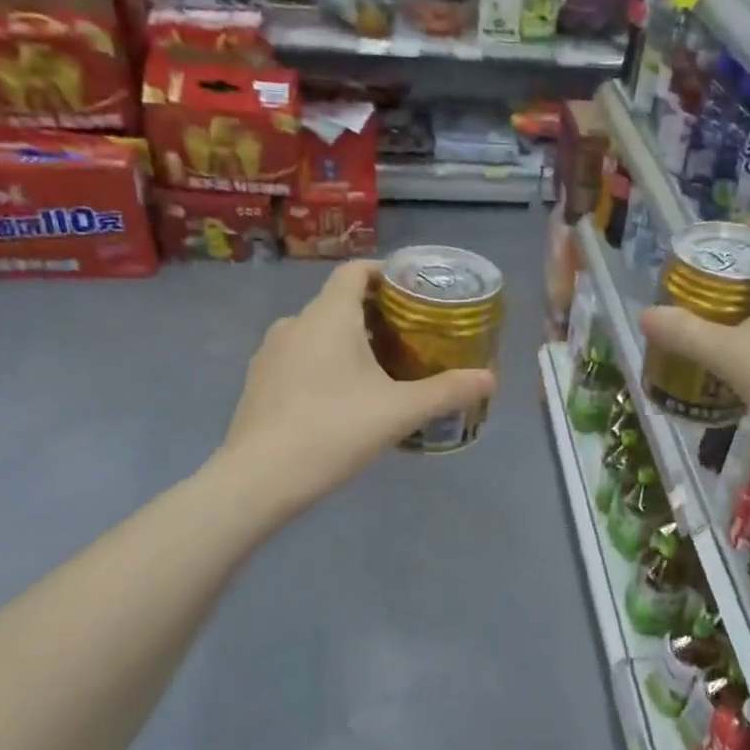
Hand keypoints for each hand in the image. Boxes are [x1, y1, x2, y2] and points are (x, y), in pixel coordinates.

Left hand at [222, 260, 495, 516]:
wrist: (260, 478)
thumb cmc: (334, 430)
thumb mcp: (400, 412)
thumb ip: (447, 392)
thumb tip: (490, 379)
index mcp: (328, 316)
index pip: (356, 271)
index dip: (386, 273)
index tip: (414, 292)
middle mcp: (295, 323)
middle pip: (340, 302)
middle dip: (376, 314)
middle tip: (411, 338)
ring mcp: (270, 353)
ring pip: (318, 333)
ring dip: (350, 341)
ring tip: (382, 370)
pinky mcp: (259, 382)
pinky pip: (300, 358)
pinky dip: (326, 363)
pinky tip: (343, 399)